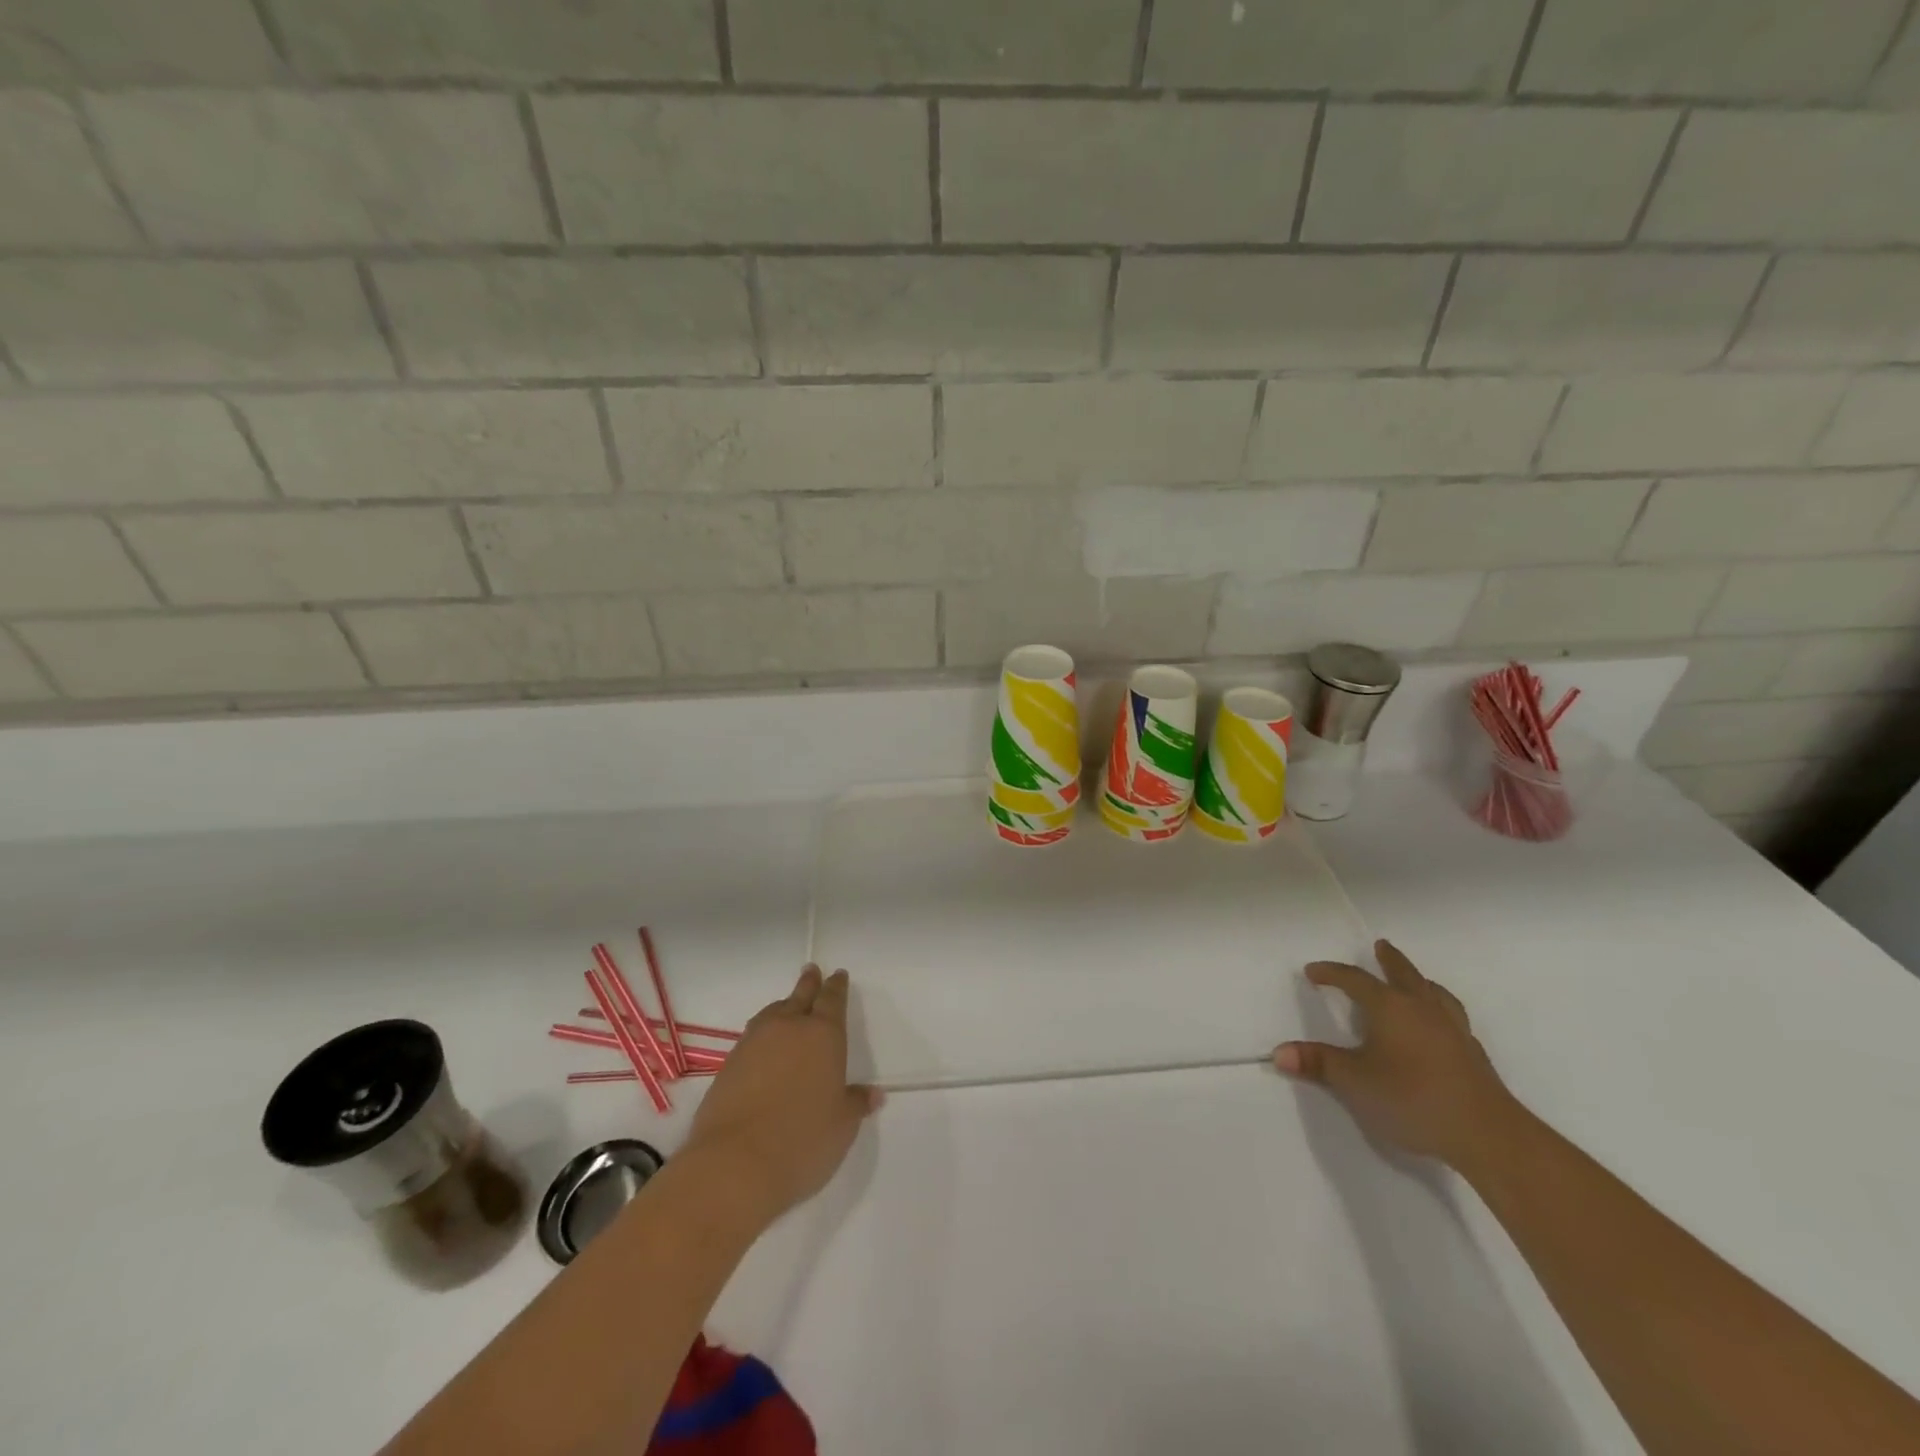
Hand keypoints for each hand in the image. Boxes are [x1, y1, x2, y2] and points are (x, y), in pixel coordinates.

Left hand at [684, 965, 880, 1221]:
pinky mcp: (728, 1065)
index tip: (837, 975)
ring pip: (772, 1013)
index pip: (832, 1000)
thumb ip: (855, 1103)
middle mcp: (788, 1029)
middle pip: (800, 997)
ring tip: (787, 1006)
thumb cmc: (802, 1141)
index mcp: (823, 1035)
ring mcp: (753, 1044)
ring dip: (783, 1007)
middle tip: (811, 970)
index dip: (836, 987)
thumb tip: (873, 1094)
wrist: (734, 1164)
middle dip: (808, 984)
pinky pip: (752, 1037)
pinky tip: (764, 1048)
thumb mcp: (841, 1126)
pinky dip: (762, 1035)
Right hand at [1273, 939, 1518, 1168]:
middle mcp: (1422, 1009)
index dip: (1332, 973)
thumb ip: (1318, 1064)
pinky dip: (1440, 1009)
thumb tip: (1279, 1053)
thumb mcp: (1353, 1082)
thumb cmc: (1412, 1098)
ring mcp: (1453, 1030)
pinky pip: (1452, 1017)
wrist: (1487, 1134)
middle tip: (1380, 946)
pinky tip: (1439, 1025)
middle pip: (1404, 974)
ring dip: (1420, 981)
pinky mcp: (1473, 1054)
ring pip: (1434, 993)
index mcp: (1389, 1007)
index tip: (1313, 972)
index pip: (1354, 980)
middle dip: (1389, 960)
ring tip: (1415, 980)